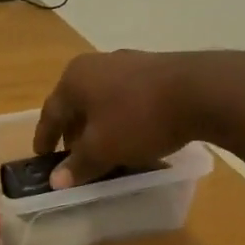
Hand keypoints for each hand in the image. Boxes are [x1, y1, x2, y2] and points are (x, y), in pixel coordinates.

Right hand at [34, 48, 244, 187]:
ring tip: (107, 151)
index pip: (50, 112)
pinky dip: (124, 120)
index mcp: (74, 79)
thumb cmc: (139, 118)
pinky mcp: (157, 70)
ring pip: (104, 101)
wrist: (202, 91)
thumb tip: (56, 180)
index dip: (45, 138)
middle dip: (74, 133)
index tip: (42, 158)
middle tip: (75, 158)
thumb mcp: (103, 148)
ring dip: (101, 127)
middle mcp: (97, 64)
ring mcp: (129, 63)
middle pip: (77, 104)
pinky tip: (137, 138)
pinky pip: (129, 99)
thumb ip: (78, 164)